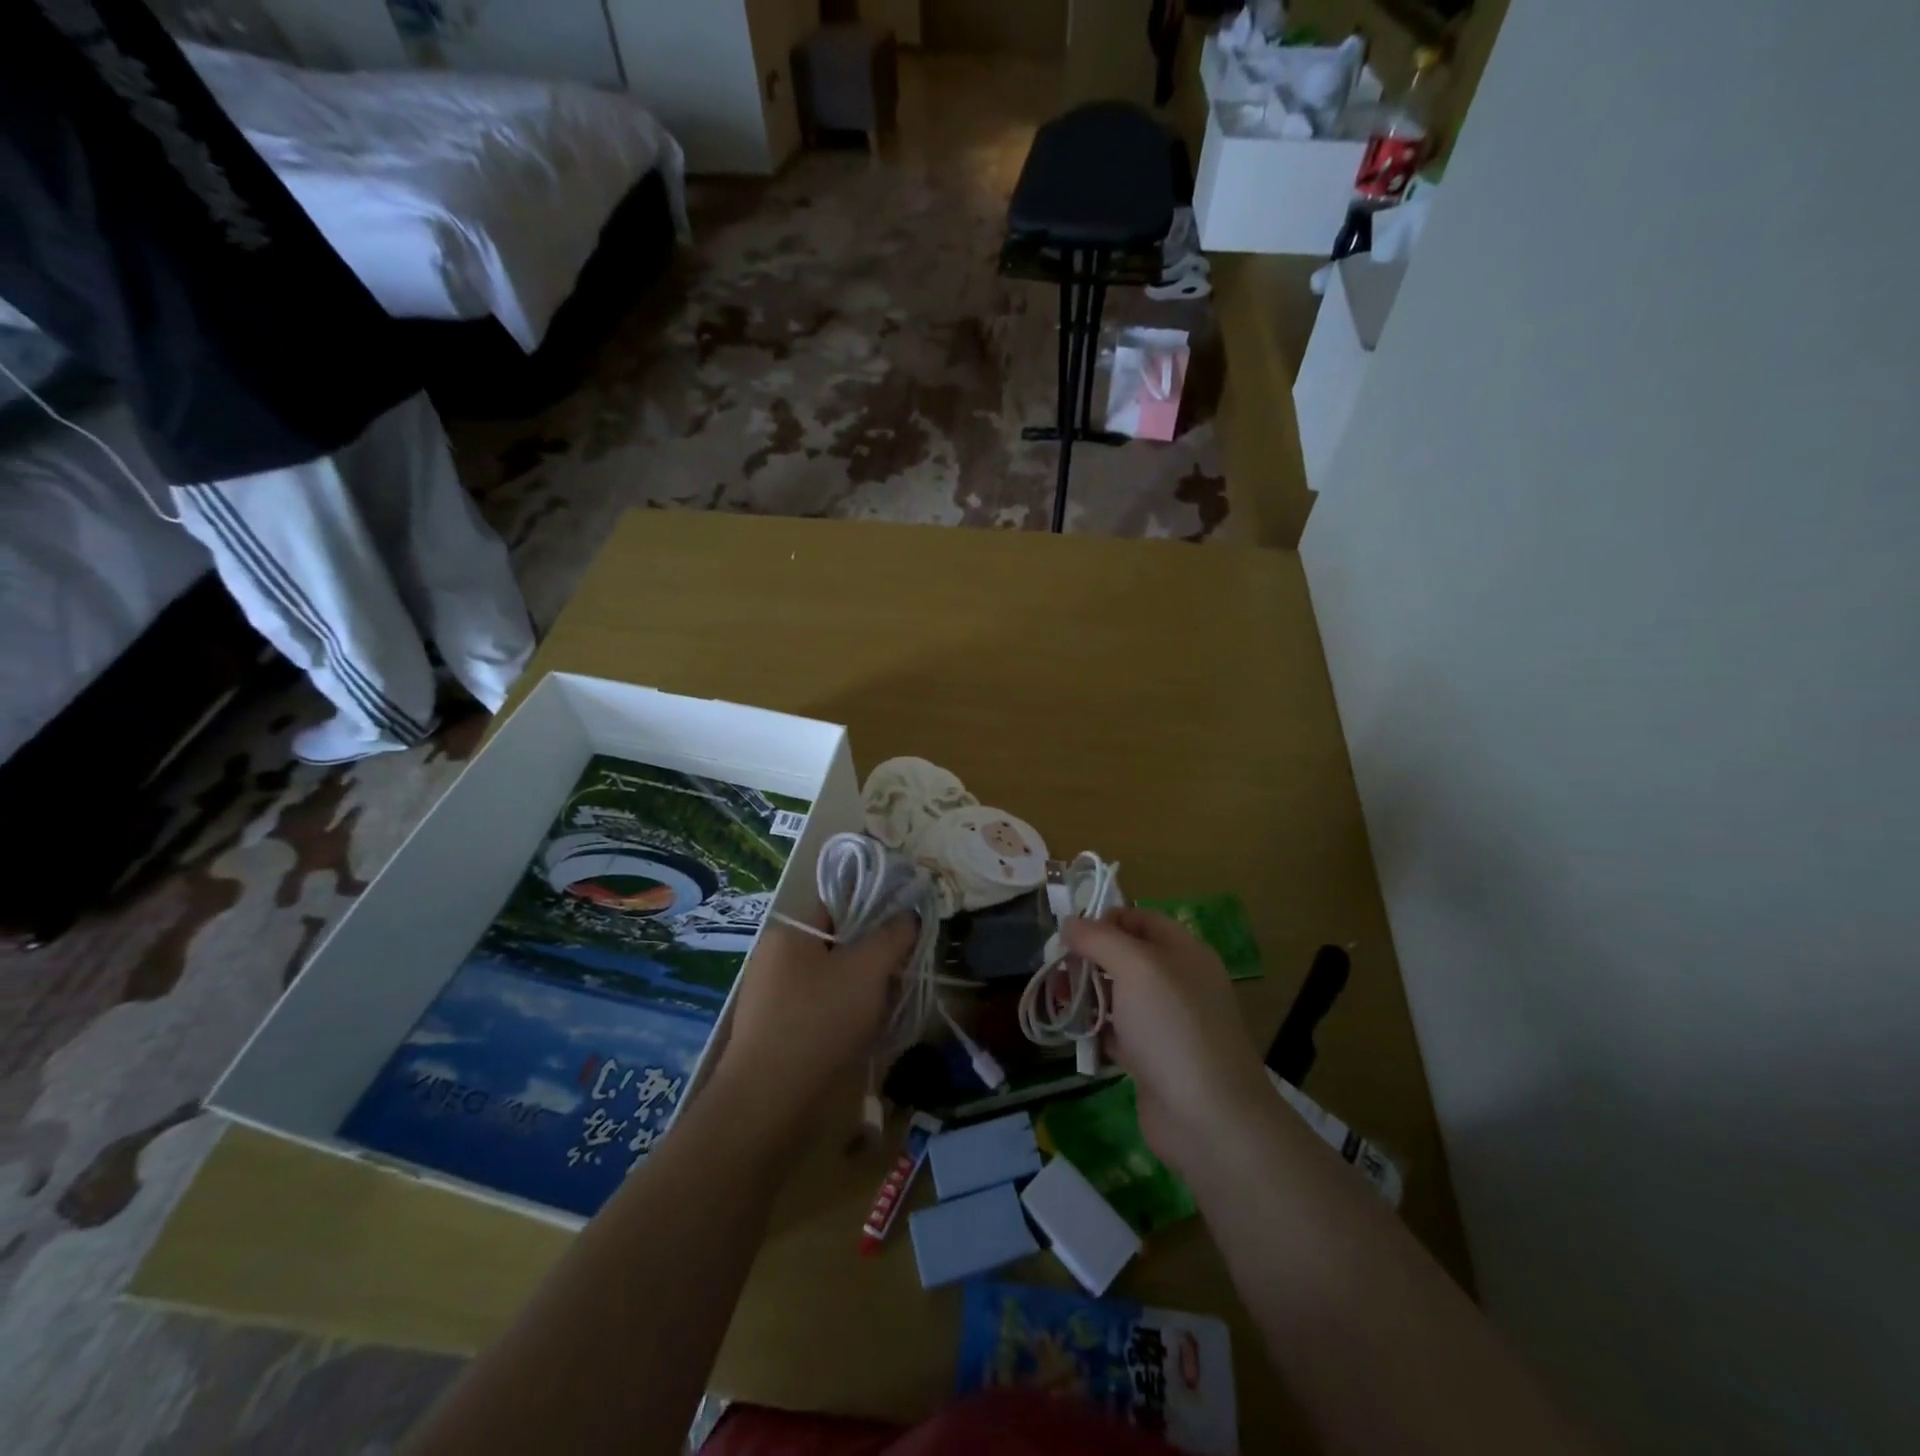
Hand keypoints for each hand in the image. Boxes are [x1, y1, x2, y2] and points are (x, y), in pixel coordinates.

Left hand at [714, 909, 915, 1121]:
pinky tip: (869, 1033)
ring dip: (864, 991)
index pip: (838, 906)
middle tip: (906, 969)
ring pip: (833, 982)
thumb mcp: (867, 969)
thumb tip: (908, 915)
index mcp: (788, 934)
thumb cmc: (819, 1021)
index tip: (907, 928)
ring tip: (893, 1004)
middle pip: (837, 946)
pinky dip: (847, 1017)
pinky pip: (822, 1013)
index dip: (875, 910)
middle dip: (874, 957)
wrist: (770, 1104)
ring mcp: (774, 1000)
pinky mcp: (778, 1036)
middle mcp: (776, 961)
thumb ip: (892, 936)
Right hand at [1063, 908, 1271, 1179]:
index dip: (1105, 919)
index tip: (1070, 932)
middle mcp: (1178, 982)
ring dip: (1087, 994)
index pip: (1141, 919)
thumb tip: (1070, 923)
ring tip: (1056, 999)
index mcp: (1184, 952)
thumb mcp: (1136, 968)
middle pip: (1126, 957)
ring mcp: (1166, 1023)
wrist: (1207, 1118)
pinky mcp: (1153, 1059)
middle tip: (1056, 968)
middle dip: (1089, 958)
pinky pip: (1118, 1033)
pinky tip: (1072, 1033)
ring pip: (1119, 996)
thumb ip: (1099, 939)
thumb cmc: (1172, 1028)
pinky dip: (1096, 1031)